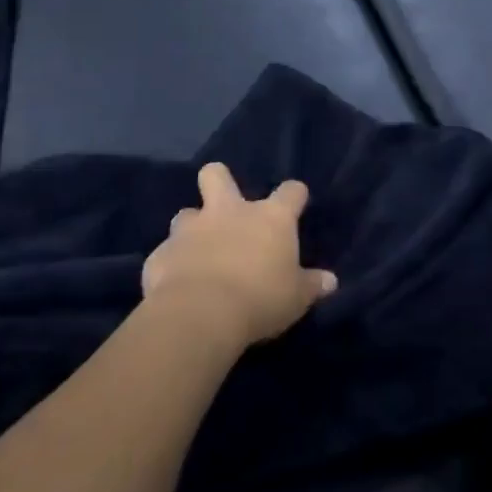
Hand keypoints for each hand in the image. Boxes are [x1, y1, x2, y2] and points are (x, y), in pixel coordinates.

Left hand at [142, 163, 336, 349]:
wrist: (200, 315)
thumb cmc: (260, 299)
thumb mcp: (296, 298)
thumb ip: (312, 285)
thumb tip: (330, 281)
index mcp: (270, 218)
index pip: (290, 191)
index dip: (294, 195)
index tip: (296, 204)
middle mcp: (230, 212)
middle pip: (217, 175)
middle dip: (218, 180)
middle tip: (224, 202)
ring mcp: (191, 230)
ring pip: (186, 214)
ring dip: (192, 229)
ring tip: (197, 252)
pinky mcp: (161, 254)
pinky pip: (166, 253)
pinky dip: (172, 264)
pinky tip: (176, 284)